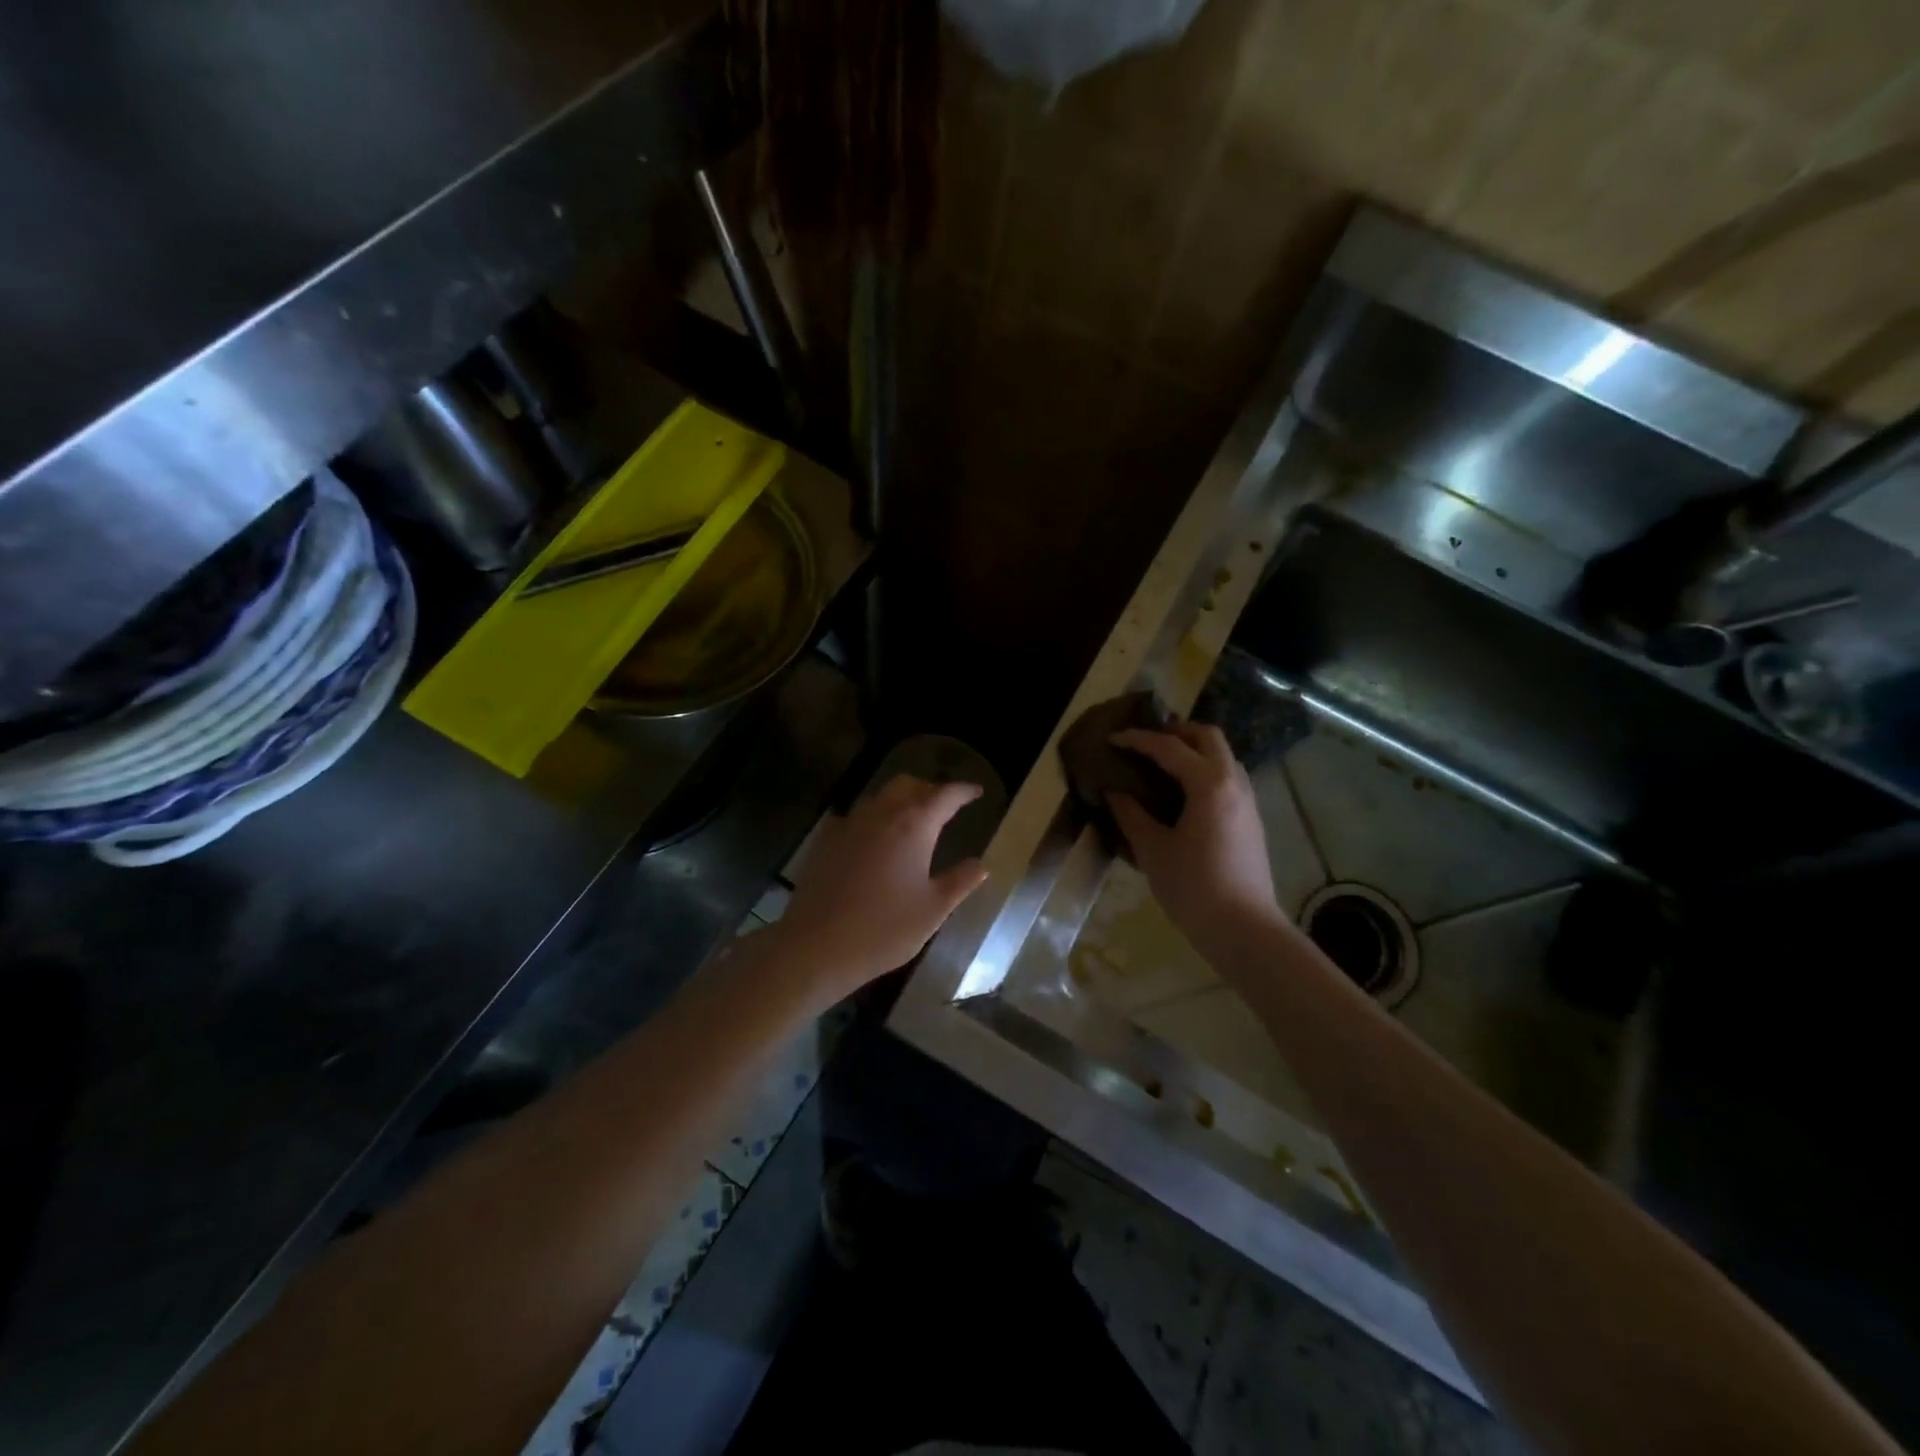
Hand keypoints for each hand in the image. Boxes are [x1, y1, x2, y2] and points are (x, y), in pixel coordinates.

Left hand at [770, 775, 989, 1003]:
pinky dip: (875, 818)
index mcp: (914, 825)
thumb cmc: (884, 929)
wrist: (816, 946)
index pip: (945, 795)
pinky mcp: (827, 840)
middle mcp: (881, 814)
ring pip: (880, 797)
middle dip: (930, 789)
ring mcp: (850, 824)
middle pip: (909, 785)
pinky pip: (857, 816)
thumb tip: (981, 865)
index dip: (964, 791)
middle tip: (945, 805)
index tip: (977, 792)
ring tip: (914, 820)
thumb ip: (960, 882)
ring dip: (901, 800)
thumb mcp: (933, 910)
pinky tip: (876, 839)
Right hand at [1108, 723, 1282, 949]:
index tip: (1112, 741)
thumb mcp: (1153, 850)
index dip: (1138, 740)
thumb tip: (1115, 792)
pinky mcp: (1251, 820)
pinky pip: (1228, 778)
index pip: (1169, 747)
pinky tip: (1183, 796)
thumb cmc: (1193, 887)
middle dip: (1176, 732)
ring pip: (1223, 757)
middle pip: (1208, 737)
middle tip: (1145, 743)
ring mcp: (1247, 801)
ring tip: (1162, 766)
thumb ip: (1132, 815)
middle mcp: (1233, 783)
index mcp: (1208, 784)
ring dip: (1194, 750)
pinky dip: (1205, 771)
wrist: (1244, 929)